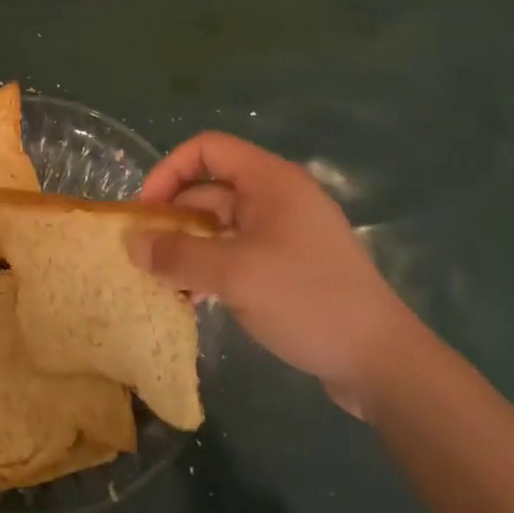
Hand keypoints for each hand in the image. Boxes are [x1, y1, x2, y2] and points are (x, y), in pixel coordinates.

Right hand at [135, 132, 420, 418]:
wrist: (382, 363)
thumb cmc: (307, 300)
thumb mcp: (235, 275)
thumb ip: (178, 255)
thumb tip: (131, 243)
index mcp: (270, 180)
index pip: (207, 149)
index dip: (169, 171)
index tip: (146, 211)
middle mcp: (277, 197)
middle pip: (210, 190)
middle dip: (173, 219)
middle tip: (144, 256)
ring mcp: (285, 233)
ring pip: (221, 226)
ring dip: (189, 248)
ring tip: (165, 284)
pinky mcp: (290, 266)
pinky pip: (238, 253)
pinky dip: (212, 268)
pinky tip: (196, 301)